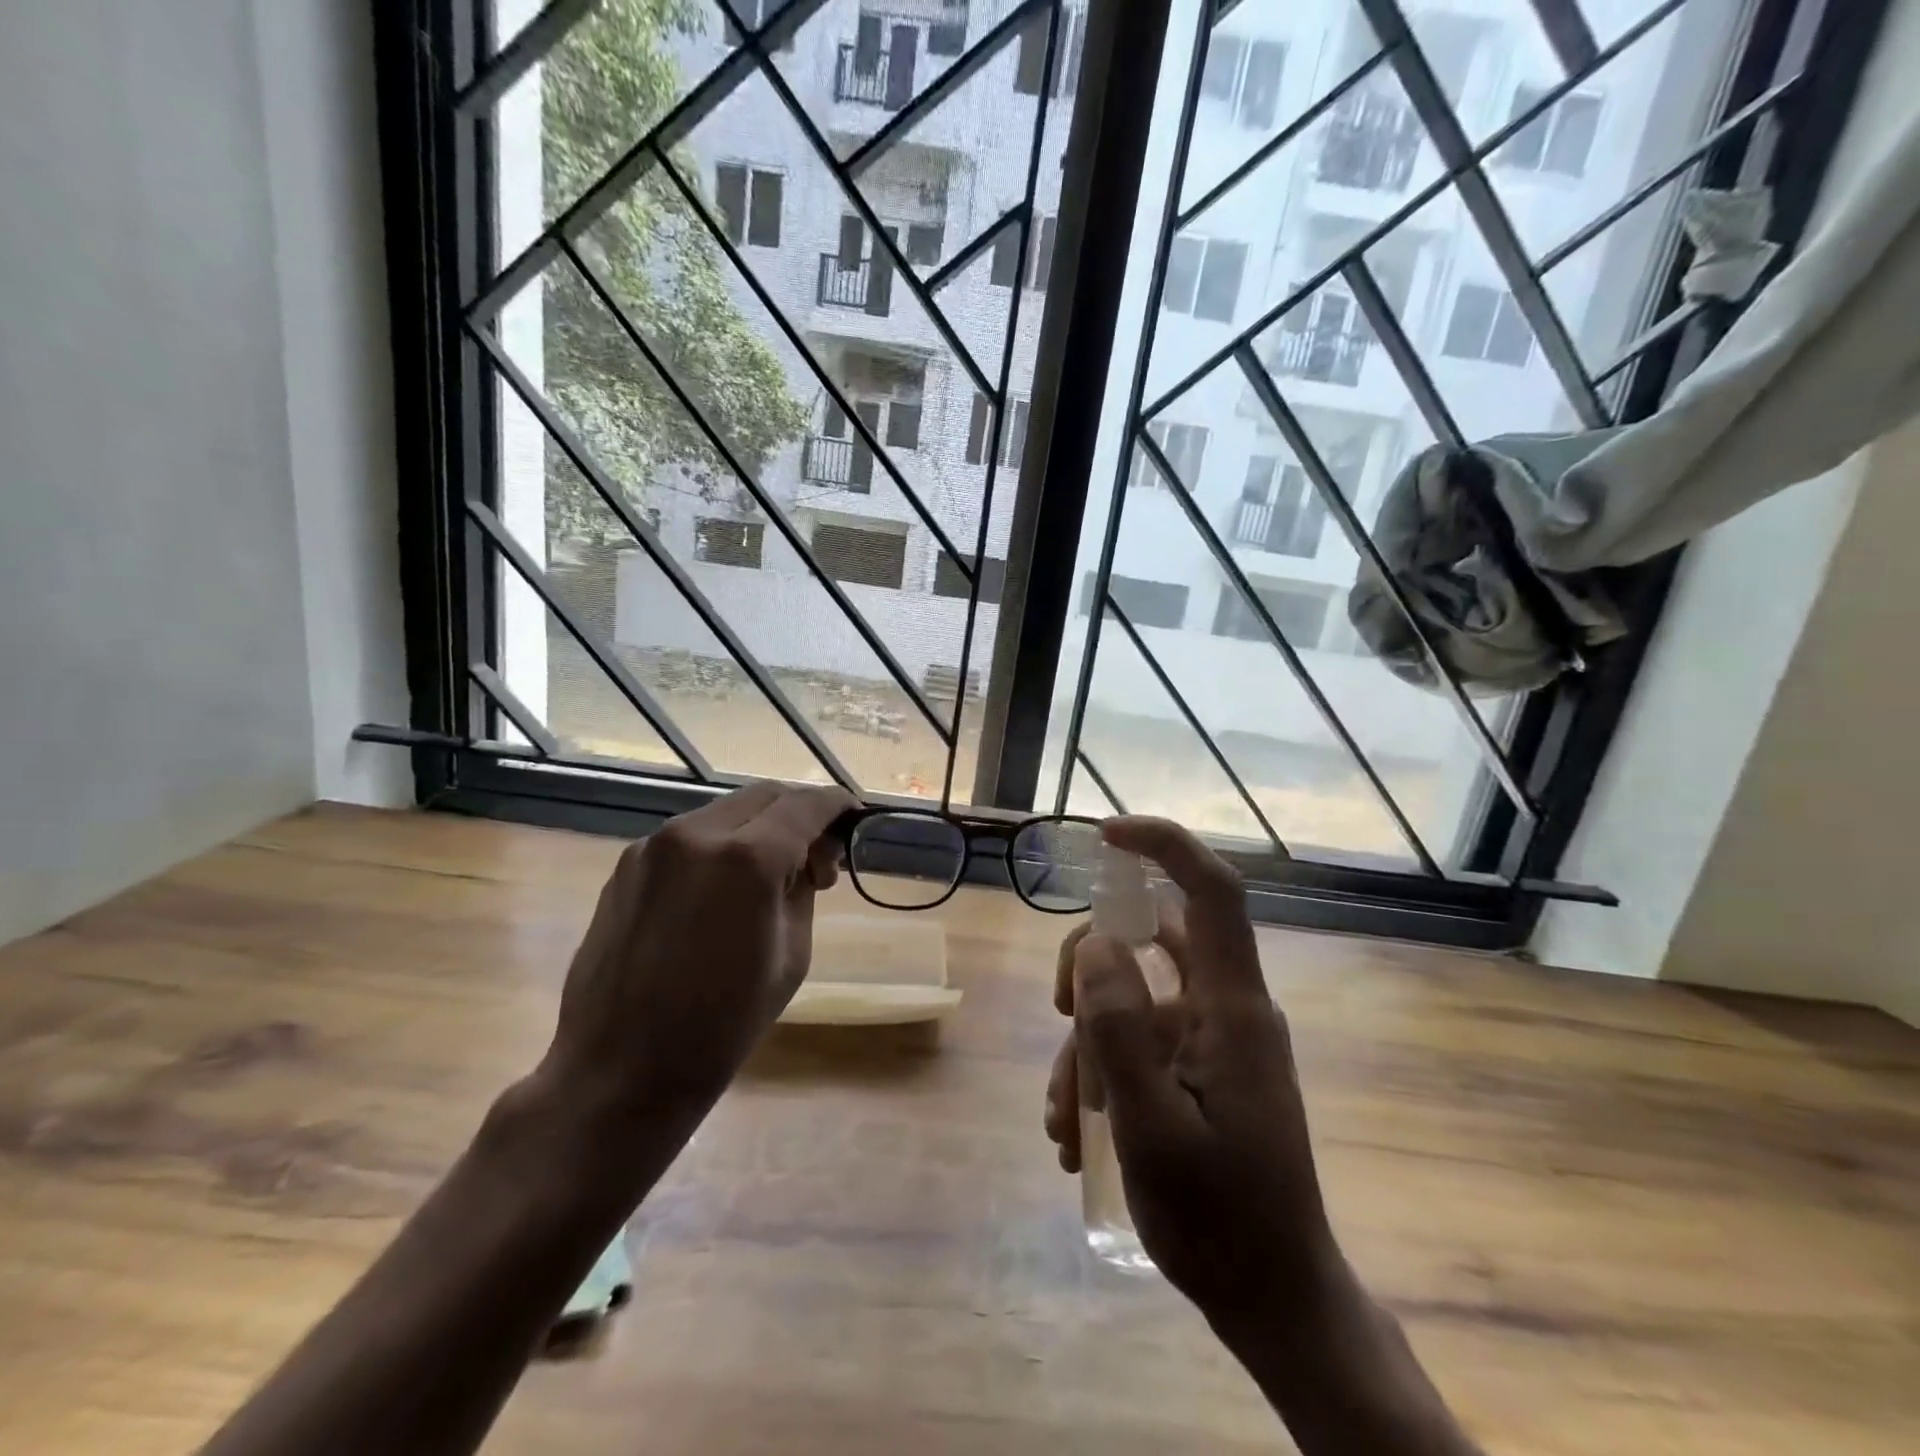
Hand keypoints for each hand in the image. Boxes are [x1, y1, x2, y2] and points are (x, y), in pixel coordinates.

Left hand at [536, 782, 855, 1153]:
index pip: (806, 806)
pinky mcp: (628, 863)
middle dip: (800, 814)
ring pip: (727, 810)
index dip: (837, 804)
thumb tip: (810, 856)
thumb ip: (803, 889)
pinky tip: (724, 889)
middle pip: (766, 796)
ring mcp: (655, 845)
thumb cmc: (722, 1025)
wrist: (620, 1071)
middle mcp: (697, 834)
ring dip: (760, 828)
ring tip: (771, 878)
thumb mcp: (791, 955)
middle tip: (817, 861)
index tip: (856, 816)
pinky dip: (722, 844)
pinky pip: (692, 835)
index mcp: (746, 859)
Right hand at [1043, 817, 1338, 1336]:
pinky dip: (1103, 1069)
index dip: (1163, 847)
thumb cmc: (1220, 1221)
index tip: (1104, 835)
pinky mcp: (1201, 1069)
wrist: (1274, 1301)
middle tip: (1059, 1015)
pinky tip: (1078, 1132)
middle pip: (1151, 940)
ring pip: (1134, 998)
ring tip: (1065, 1120)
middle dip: (1092, 968)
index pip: (1211, 893)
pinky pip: (1140, 1040)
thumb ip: (1121, 1030)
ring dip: (1089, 1043)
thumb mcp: (1151, 1129)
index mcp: (1232, 1009)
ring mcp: (1214, 1040)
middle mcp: (1227, 1009)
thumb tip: (1095, 943)